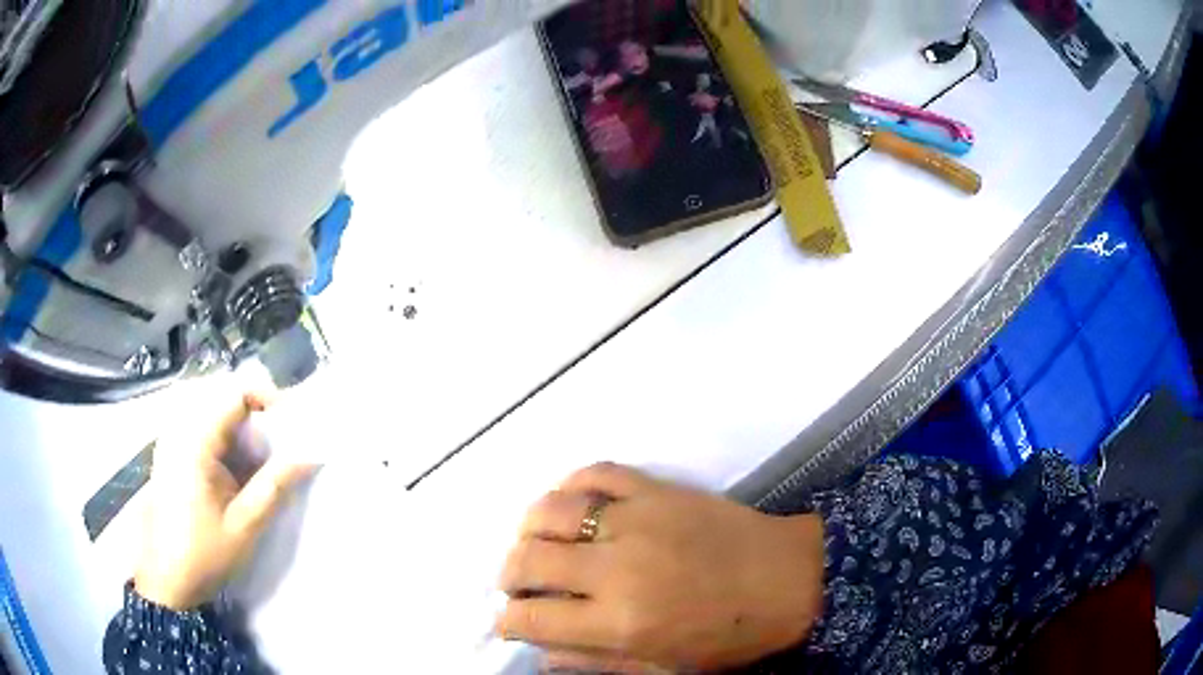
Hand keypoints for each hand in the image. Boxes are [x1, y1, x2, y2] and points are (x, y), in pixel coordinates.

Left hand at [134, 386, 317, 609]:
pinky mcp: (170, 453)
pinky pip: (200, 427)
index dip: (267, 397)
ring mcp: (171, 440)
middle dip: (256, 414)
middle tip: (280, 445)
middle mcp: (178, 430)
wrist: (167, 581)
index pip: (234, 392)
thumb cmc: (204, 555)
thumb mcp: (244, 526)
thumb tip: (309, 456)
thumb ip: (275, 486)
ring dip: (241, 427)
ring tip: (261, 460)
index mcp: (194, 442)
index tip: (291, 424)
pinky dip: (224, 439)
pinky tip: (234, 470)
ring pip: (212, 411)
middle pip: (223, 397)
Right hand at [497, 464, 824, 672]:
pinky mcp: (656, 488)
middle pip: (527, 560)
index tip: (508, 622)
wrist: (788, 579)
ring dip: (527, 529)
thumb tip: (541, 654)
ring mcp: (635, 518)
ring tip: (534, 543)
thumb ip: (596, 663)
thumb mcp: (664, 668)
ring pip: (549, 510)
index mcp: (620, 622)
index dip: (507, 622)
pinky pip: (595, 472)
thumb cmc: (730, 637)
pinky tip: (568, 502)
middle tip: (515, 585)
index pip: (532, 618)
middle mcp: (616, 567)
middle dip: (507, 575)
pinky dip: (570, 484)